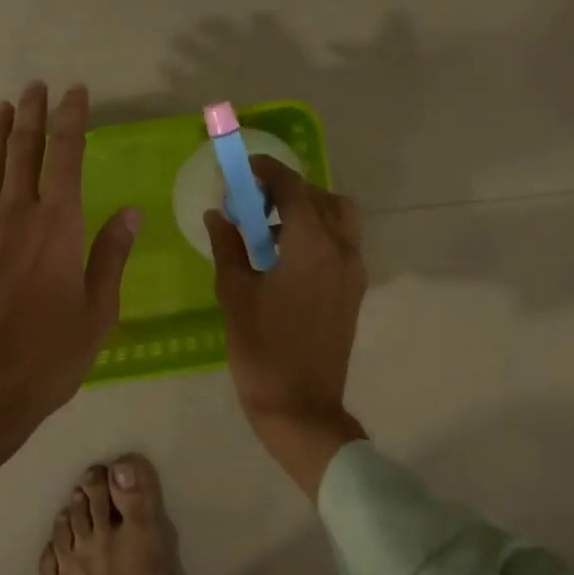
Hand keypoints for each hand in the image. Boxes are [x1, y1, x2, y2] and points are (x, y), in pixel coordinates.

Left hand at [0, 82, 139, 482]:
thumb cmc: (47, 357)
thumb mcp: (97, 313)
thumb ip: (110, 257)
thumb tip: (130, 212)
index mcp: (57, 228)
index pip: (66, 158)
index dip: (71, 121)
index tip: (75, 93)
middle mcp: (15, 218)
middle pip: (23, 153)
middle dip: (32, 116)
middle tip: (37, 86)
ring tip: (3, 106)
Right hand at [205, 156, 367, 498]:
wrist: (301, 406)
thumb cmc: (262, 349)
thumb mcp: (234, 293)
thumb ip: (227, 246)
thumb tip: (218, 214)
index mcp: (311, 245)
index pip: (293, 188)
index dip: (268, 170)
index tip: (244, 168)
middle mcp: (341, 249)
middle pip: (322, 197)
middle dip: (288, 190)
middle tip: (254, 203)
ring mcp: (353, 270)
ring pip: (339, 218)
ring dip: (308, 210)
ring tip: (270, 232)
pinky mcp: (354, 290)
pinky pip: (342, 242)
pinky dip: (319, 233)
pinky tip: (286, 258)